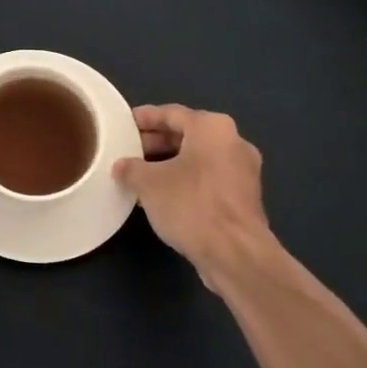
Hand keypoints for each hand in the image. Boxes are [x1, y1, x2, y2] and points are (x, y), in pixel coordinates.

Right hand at [115, 105, 274, 290]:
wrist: (236, 254)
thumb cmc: (191, 205)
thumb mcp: (148, 183)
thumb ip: (131, 168)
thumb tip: (122, 166)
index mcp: (212, 127)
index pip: (171, 113)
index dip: (145, 118)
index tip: (124, 124)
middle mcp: (233, 142)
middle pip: (187, 134)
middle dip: (156, 142)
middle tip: (129, 150)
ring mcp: (243, 171)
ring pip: (199, 158)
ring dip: (170, 163)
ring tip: (140, 174)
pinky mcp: (244, 197)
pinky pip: (208, 178)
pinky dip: (186, 180)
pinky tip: (163, 195)